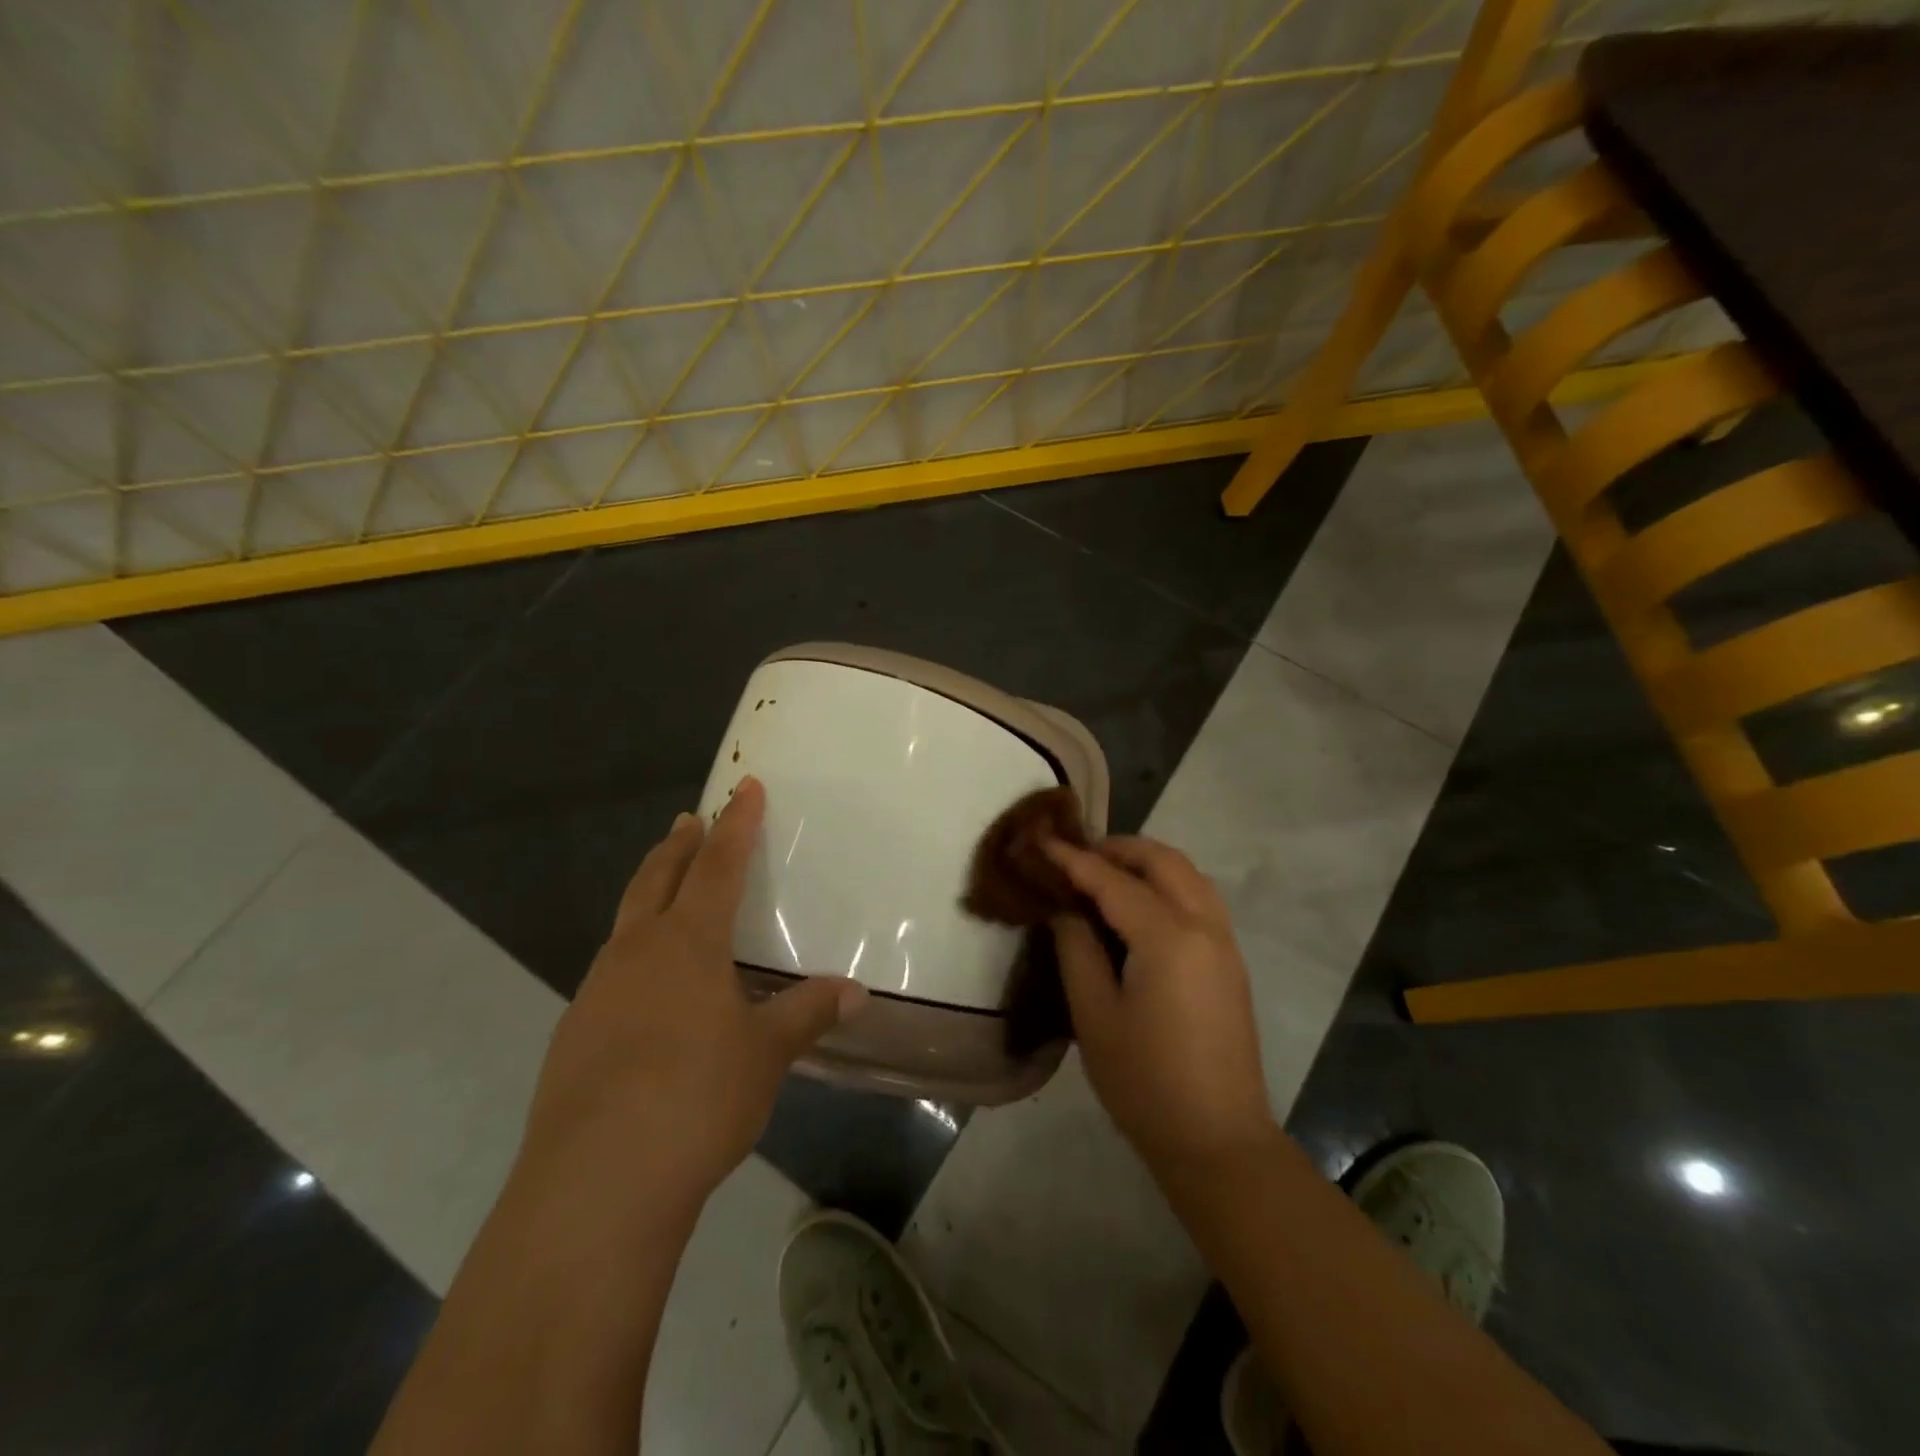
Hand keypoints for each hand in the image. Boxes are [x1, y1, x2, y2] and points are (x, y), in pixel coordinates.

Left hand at [519, 776, 867, 1209]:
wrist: (596, 1182)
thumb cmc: (697, 1097)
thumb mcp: (766, 1053)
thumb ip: (808, 1013)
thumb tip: (855, 991)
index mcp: (687, 942)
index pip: (718, 865)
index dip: (736, 825)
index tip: (745, 788)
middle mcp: (636, 952)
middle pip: (657, 879)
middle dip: (678, 845)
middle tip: (690, 820)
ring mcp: (597, 991)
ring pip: (627, 922)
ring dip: (650, 893)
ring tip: (668, 891)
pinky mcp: (574, 1033)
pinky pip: (610, 970)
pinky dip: (633, 951)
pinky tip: (646, 986)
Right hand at [1046, 836, 1275, 1176]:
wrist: (1216, 1139)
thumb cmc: (1144, 1081)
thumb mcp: (1094, 1015)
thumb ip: (1077, 949)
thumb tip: (1066, 909)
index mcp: (1168, 937)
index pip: (1113, 881)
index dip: (1074, 859)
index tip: (1043, 840)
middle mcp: (1204, 926)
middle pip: (1163, 861)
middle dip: (1118, 848)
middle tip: (1077, 856)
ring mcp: (1225, 943)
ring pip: (1188, 875)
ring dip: (1147, 863)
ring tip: (1105, 874)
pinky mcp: (1231, 962)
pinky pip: (1200, 898)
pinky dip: (1168, 884)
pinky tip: (1139, 906)